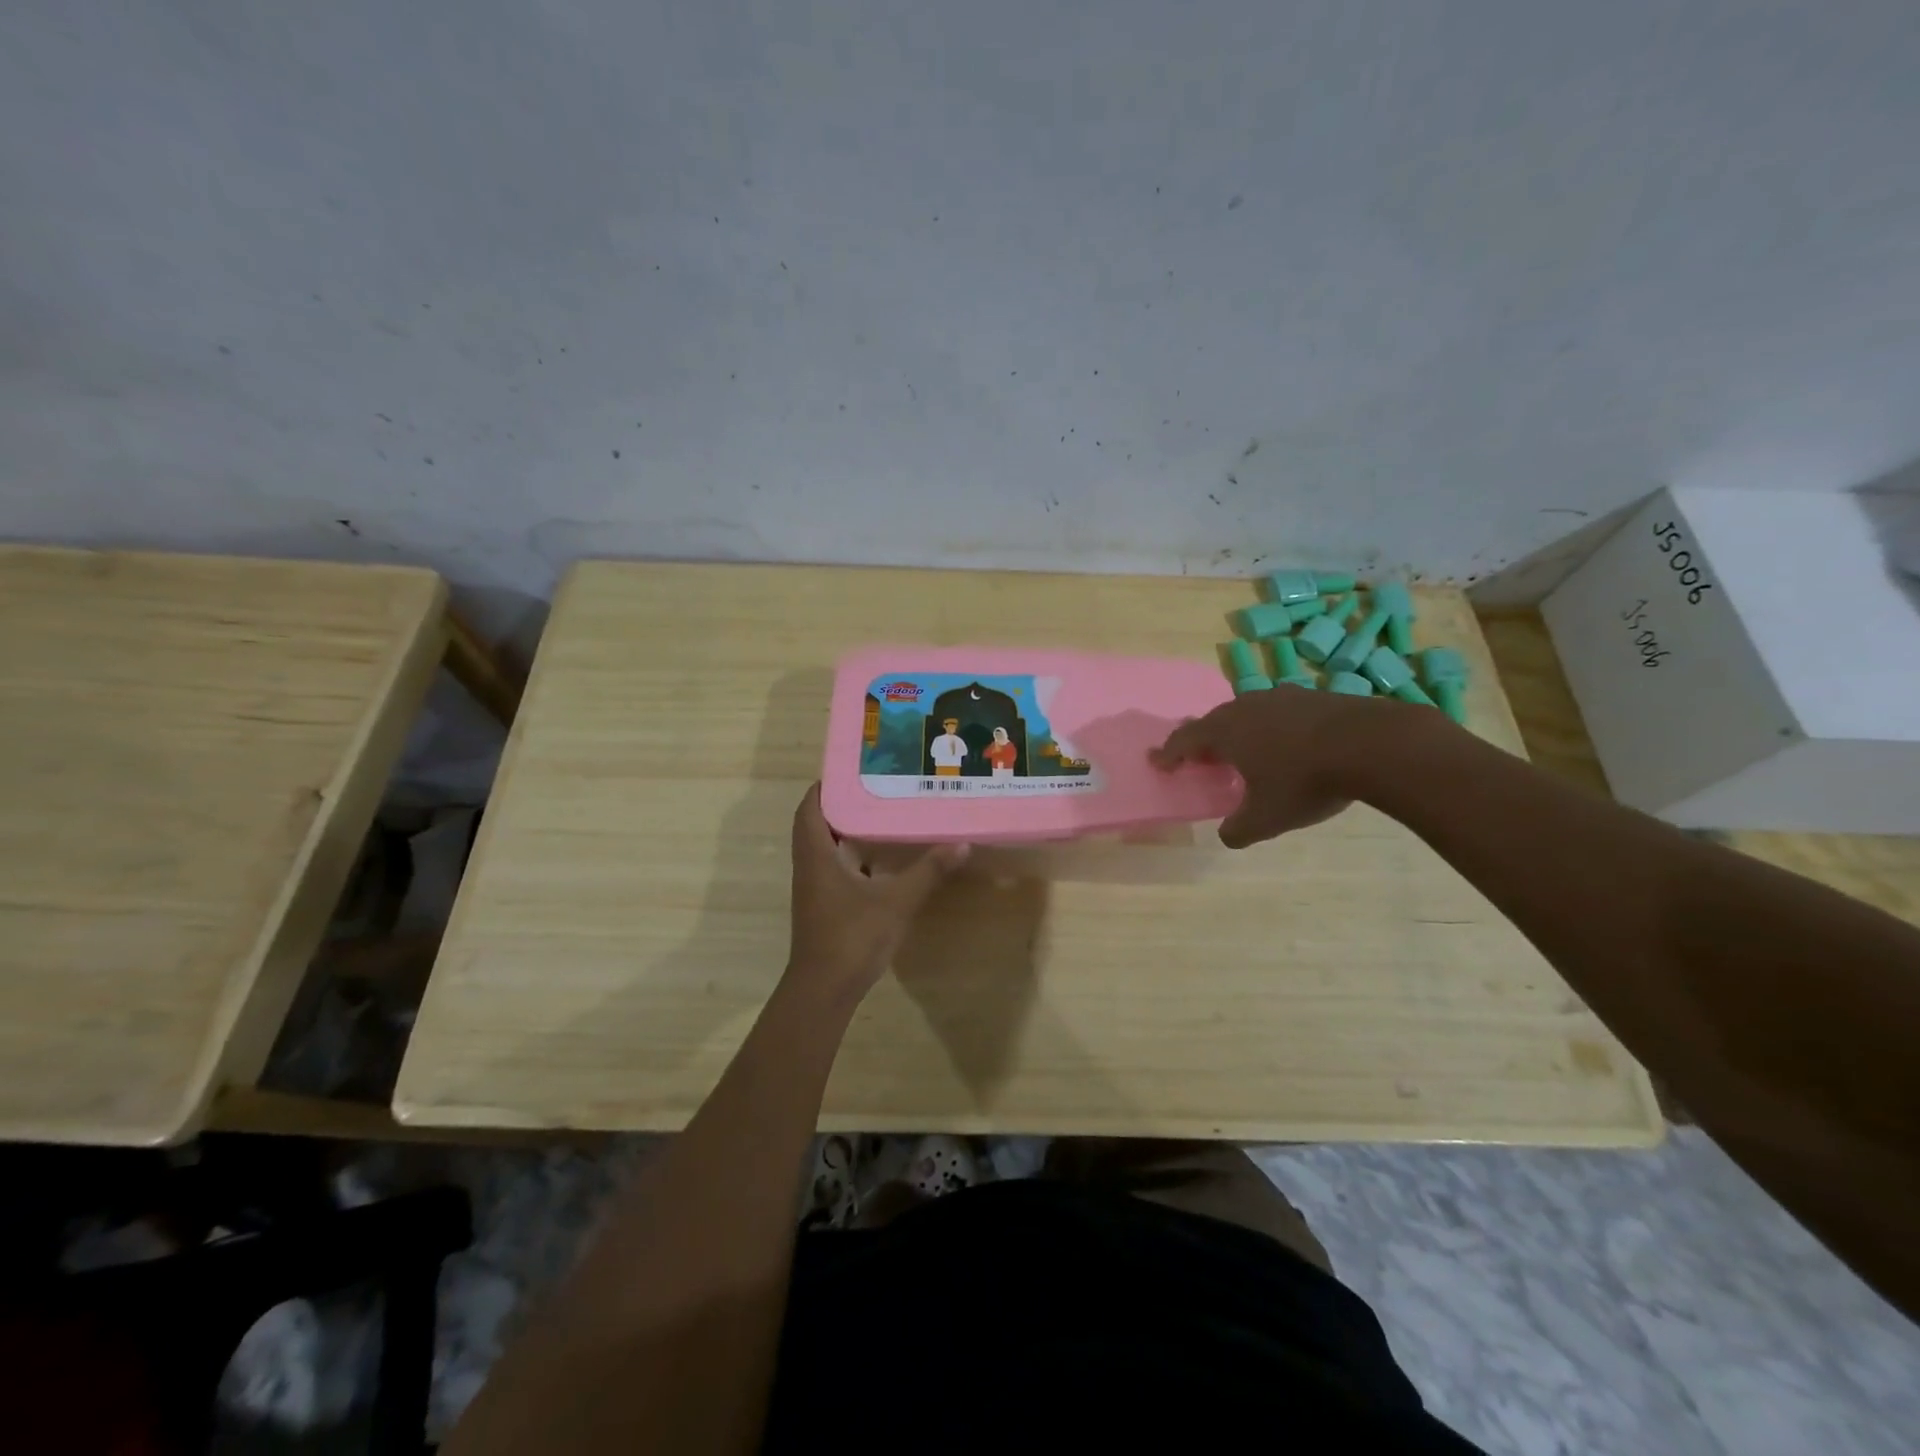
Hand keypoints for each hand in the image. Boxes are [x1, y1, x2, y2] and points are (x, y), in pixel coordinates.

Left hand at [786, 783, 967, 1002]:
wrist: (825, 990)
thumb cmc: (852, 937)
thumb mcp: (896, 901)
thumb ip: (928, 871)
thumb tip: (961, 843)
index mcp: (817, 856)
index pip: (809, 809)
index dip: (824, 787)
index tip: (850, 770)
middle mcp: (809, 867)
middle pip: (816, 825)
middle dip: (840, 805)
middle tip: (874, 788)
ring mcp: (814, 890)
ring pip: (824, 849)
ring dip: (845, 832)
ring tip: (880, 815)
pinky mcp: (823, 907)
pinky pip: (833, 869)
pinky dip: (851, 857)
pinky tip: (880, 860)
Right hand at [1150, 688, 1425, 847]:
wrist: (1371, 744)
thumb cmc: (1305, 781)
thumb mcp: (1266, 818)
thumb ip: (1238, 830)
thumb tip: (1227, 836)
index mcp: (1225, 732)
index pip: (1185, 739)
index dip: (1169, 753)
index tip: (1158, 761)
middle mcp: (1246, 707)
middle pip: (1214, 721)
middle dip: (1203, 740)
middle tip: (1201, 758)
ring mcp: (1281, 697)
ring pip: (1247, 713)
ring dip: (1239, 731)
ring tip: (1245, 751)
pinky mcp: (1313, 696)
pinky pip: (1279, 712)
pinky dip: (1272, 728)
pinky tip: (1288, 744)